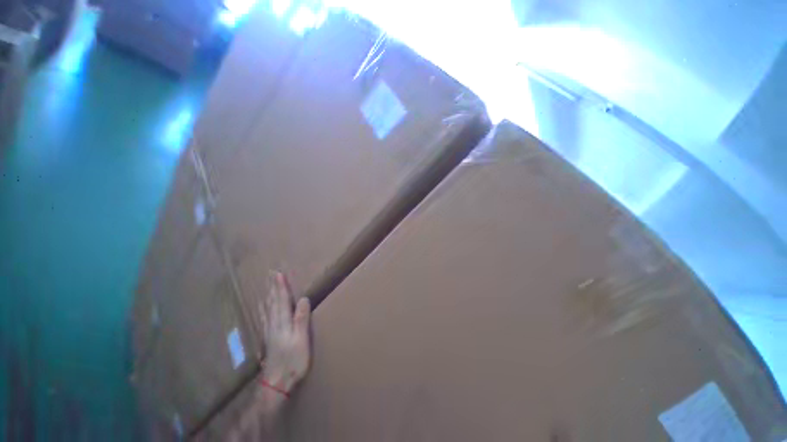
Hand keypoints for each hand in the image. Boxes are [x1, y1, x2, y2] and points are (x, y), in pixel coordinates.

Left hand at [259, 272, 310, 396]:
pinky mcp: (268, 339)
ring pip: (267, 309)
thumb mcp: (301, 340)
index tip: (279, 274)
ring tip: (267, 287)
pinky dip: (264, 309)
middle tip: (271, 276)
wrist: (276, 385)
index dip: (281, 287)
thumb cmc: (293, 362)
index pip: (282, 301)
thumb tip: (303, 299)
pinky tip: (262, 308)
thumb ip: (301, 319)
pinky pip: (264, 318)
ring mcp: (269, 332)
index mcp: (283, 323)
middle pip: (272, 303)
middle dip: (273, 288)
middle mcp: (274, 324)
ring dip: (268, 296)